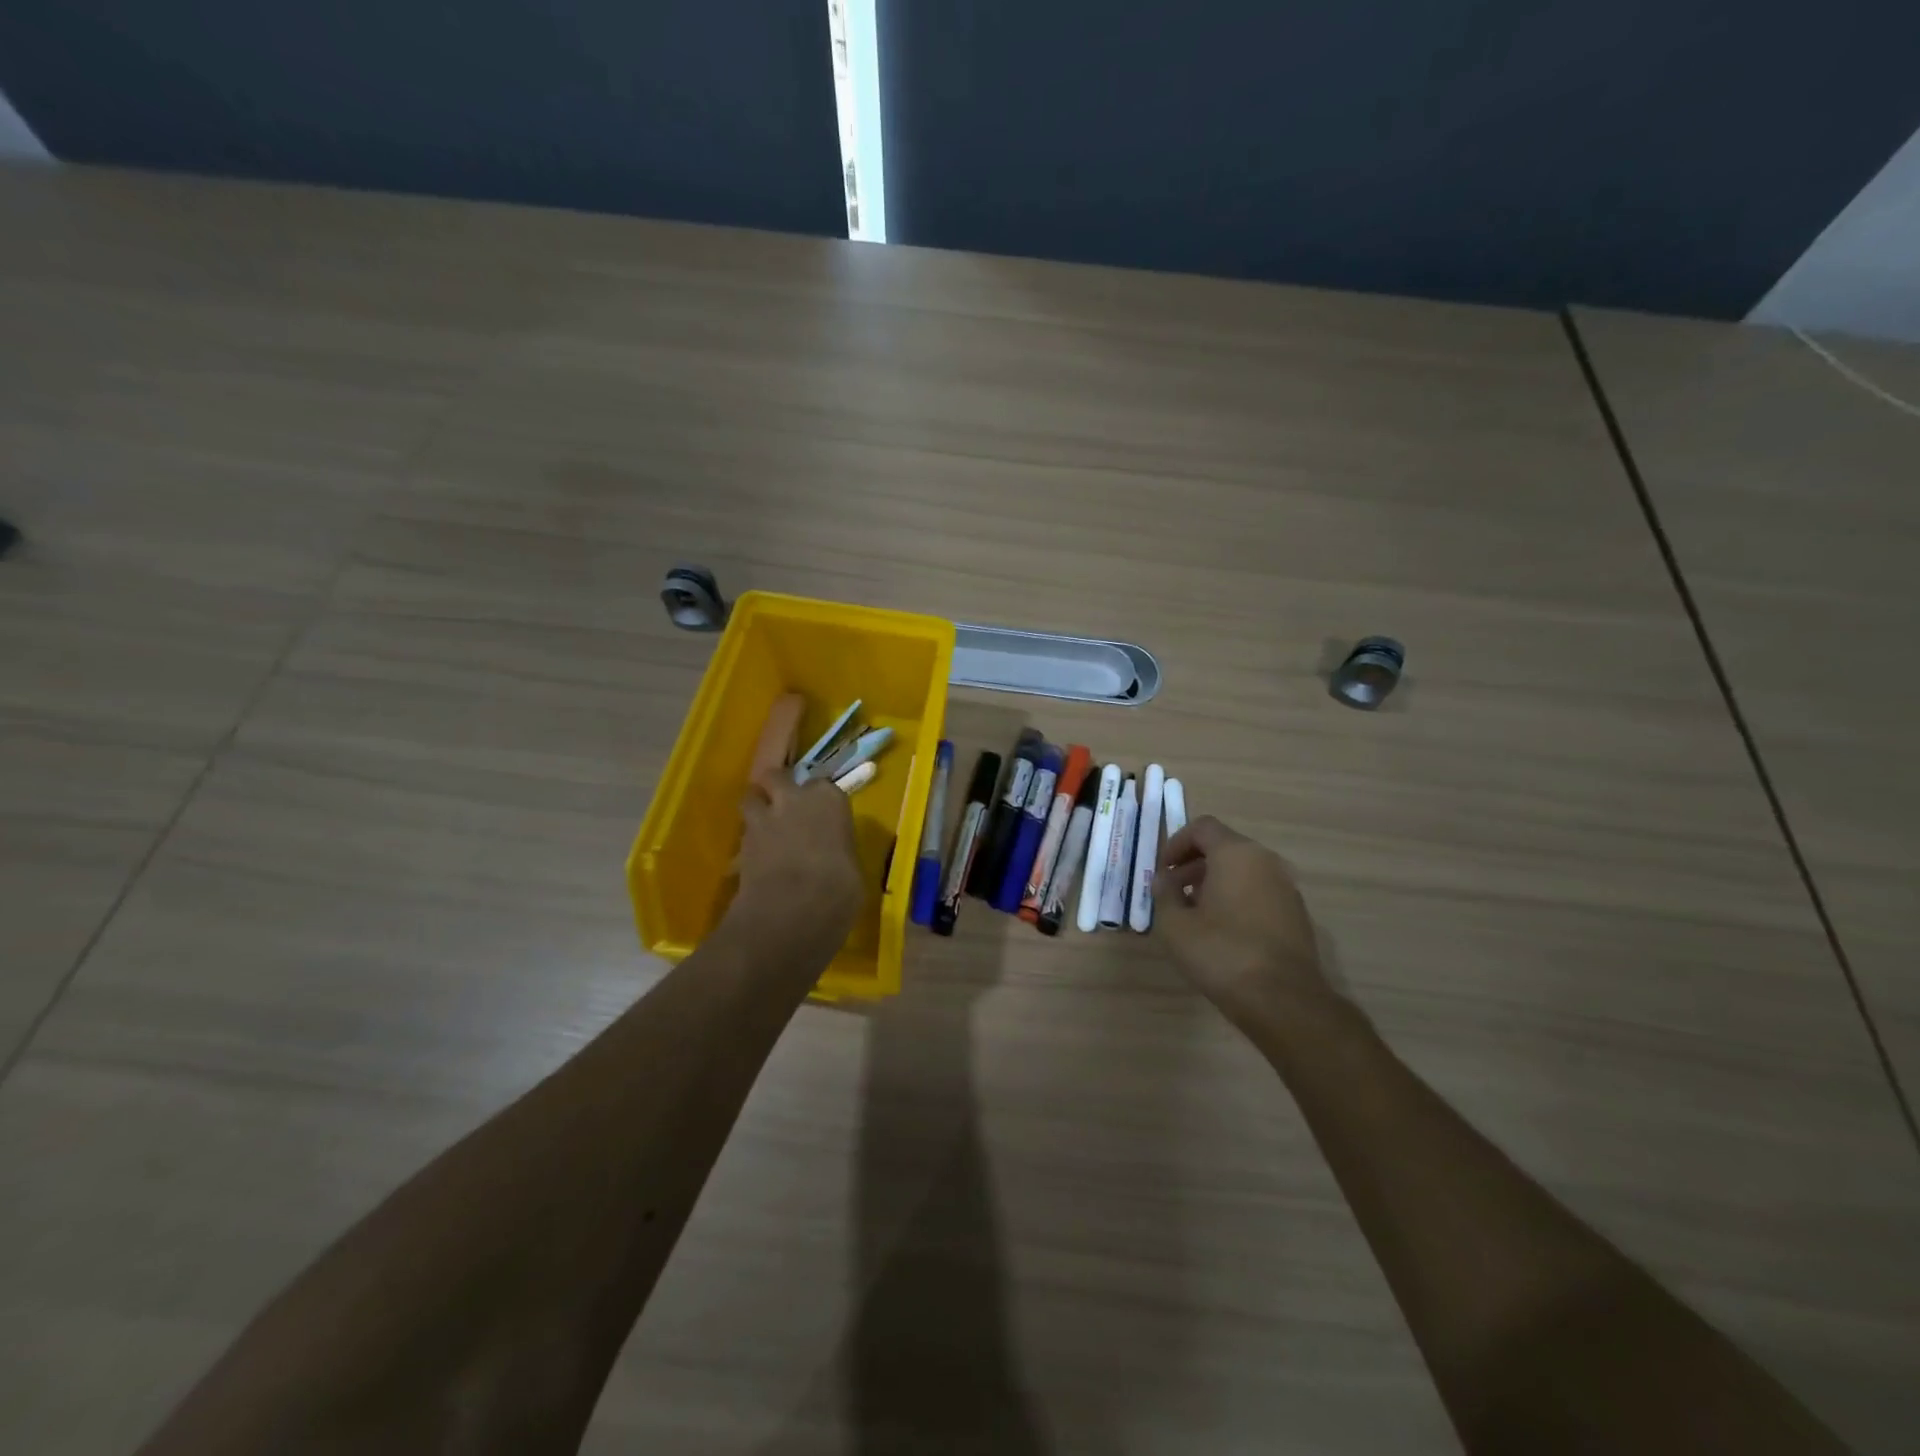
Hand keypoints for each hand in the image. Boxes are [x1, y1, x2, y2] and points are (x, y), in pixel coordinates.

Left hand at [731, 770, 863, 956]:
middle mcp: (794, 799)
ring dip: (756, 807)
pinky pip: (743, 833)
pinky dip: (748, 841)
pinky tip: (756, 858)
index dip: (819, 799)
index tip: (822, 812)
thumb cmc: (838, 888)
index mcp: (829, 799)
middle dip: (778, 786)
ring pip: (750, 797)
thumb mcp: (851, 868)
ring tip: (763, 825)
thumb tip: (833, 857)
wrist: (792, 911)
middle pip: (777, 776)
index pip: (823, 784)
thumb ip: (838, 850)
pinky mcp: (740, 843)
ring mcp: (763, 818)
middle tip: (784, 805)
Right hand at [1153, 816, 1332, 1029]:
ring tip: (1195, 914)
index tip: (1162, 871)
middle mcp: (1266, 861)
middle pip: (1224, 847)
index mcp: (1236, 854)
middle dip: (1194, 864)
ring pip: (1243, 870)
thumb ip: (1164, 894)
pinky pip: (1259, 892)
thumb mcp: (1175, 925)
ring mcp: (1286, 888)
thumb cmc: (1222, 953)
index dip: (1176, 843)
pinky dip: (1237, 898)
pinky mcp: (1296, 914)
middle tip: (1174, 892)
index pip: (1202, 827)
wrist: (1284, 1000)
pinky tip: (1222, 932)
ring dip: (1215, 883)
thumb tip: (1164, 879)